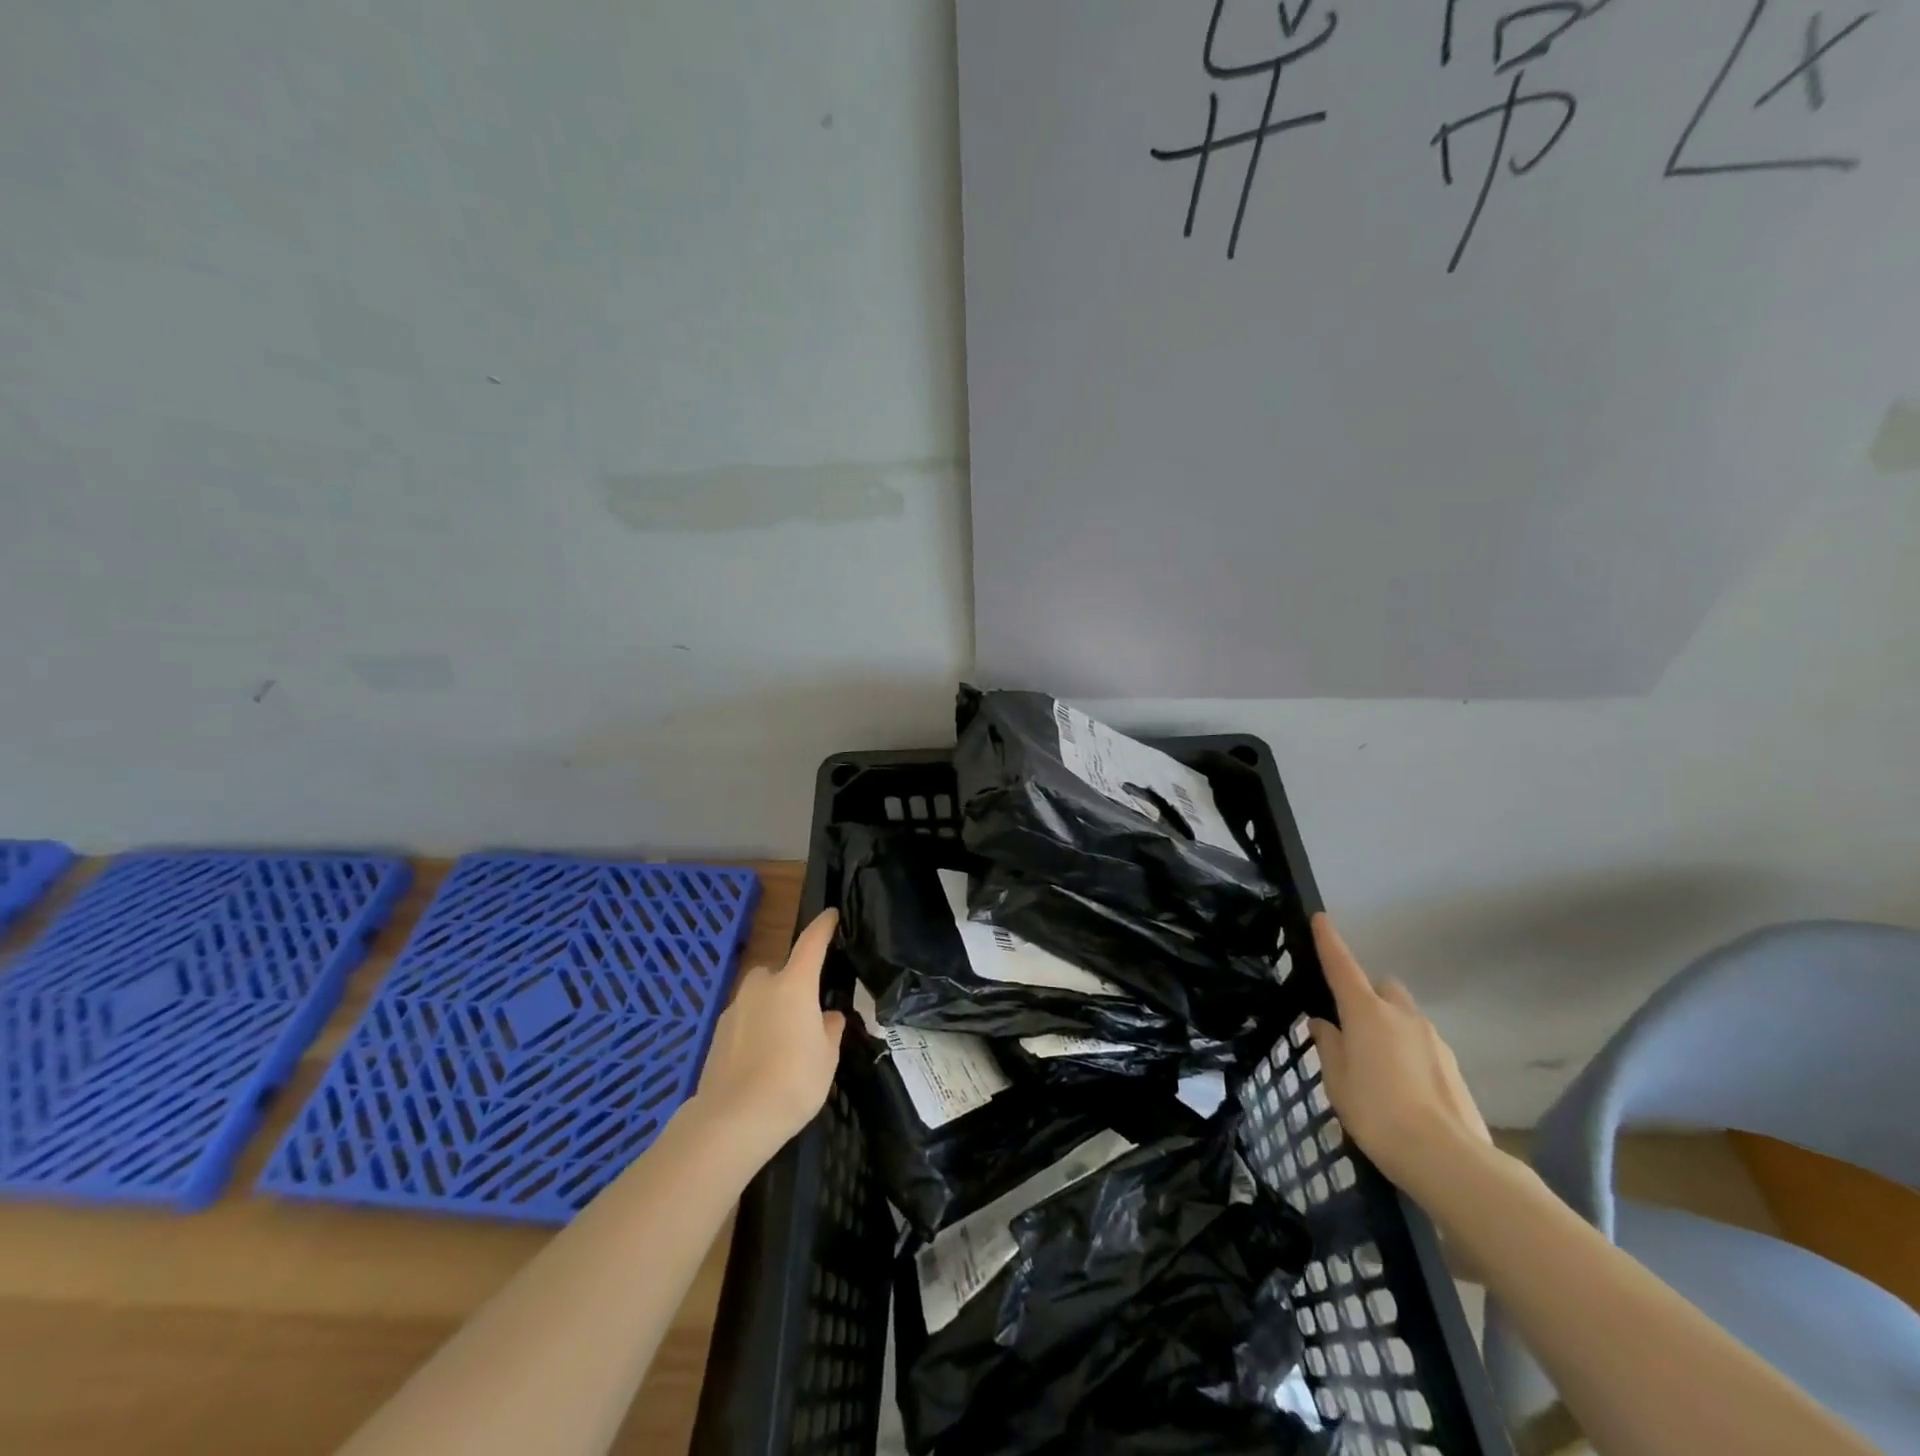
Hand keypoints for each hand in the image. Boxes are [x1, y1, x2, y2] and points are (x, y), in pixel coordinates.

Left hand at [693, 909, 846, 1162]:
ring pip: (758, 997)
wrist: (733, 1119)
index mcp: (794, 984)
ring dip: (770, 1008)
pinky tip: (761, 1060)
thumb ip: (830, 1030)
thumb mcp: (826, 1057)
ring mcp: (734, 1009)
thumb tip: (827, 1016)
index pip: (812, 943)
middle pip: (778, 972)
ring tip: (783, 1043)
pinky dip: (753, 1030)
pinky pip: (743, 1020)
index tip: (831, 914)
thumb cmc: (793, 1081)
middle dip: (791, 983)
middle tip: (805, 1013)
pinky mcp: (716, 1035)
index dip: (823, 927)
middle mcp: (761, 987)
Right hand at [1308, 914, 1491, 1206]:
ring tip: (1375, 1066)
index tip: (1320, 918)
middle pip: (1381, 987)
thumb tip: (1325, 1024)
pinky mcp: (1452, 1065)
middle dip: (1366, 995)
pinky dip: (1407, 1052)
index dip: (1329, 941)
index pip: (1342, 966)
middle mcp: (1402, 1015)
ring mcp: (1433, 1039)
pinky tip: (1401, 1087)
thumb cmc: (1378, 1113)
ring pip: (1404, 1016)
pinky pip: (1421, 1044)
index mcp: (1366, 1012)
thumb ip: (1329, 1046)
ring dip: (1388, 1026)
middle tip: (1350, 1026)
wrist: (1449, 1159)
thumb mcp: (1338, 1081)